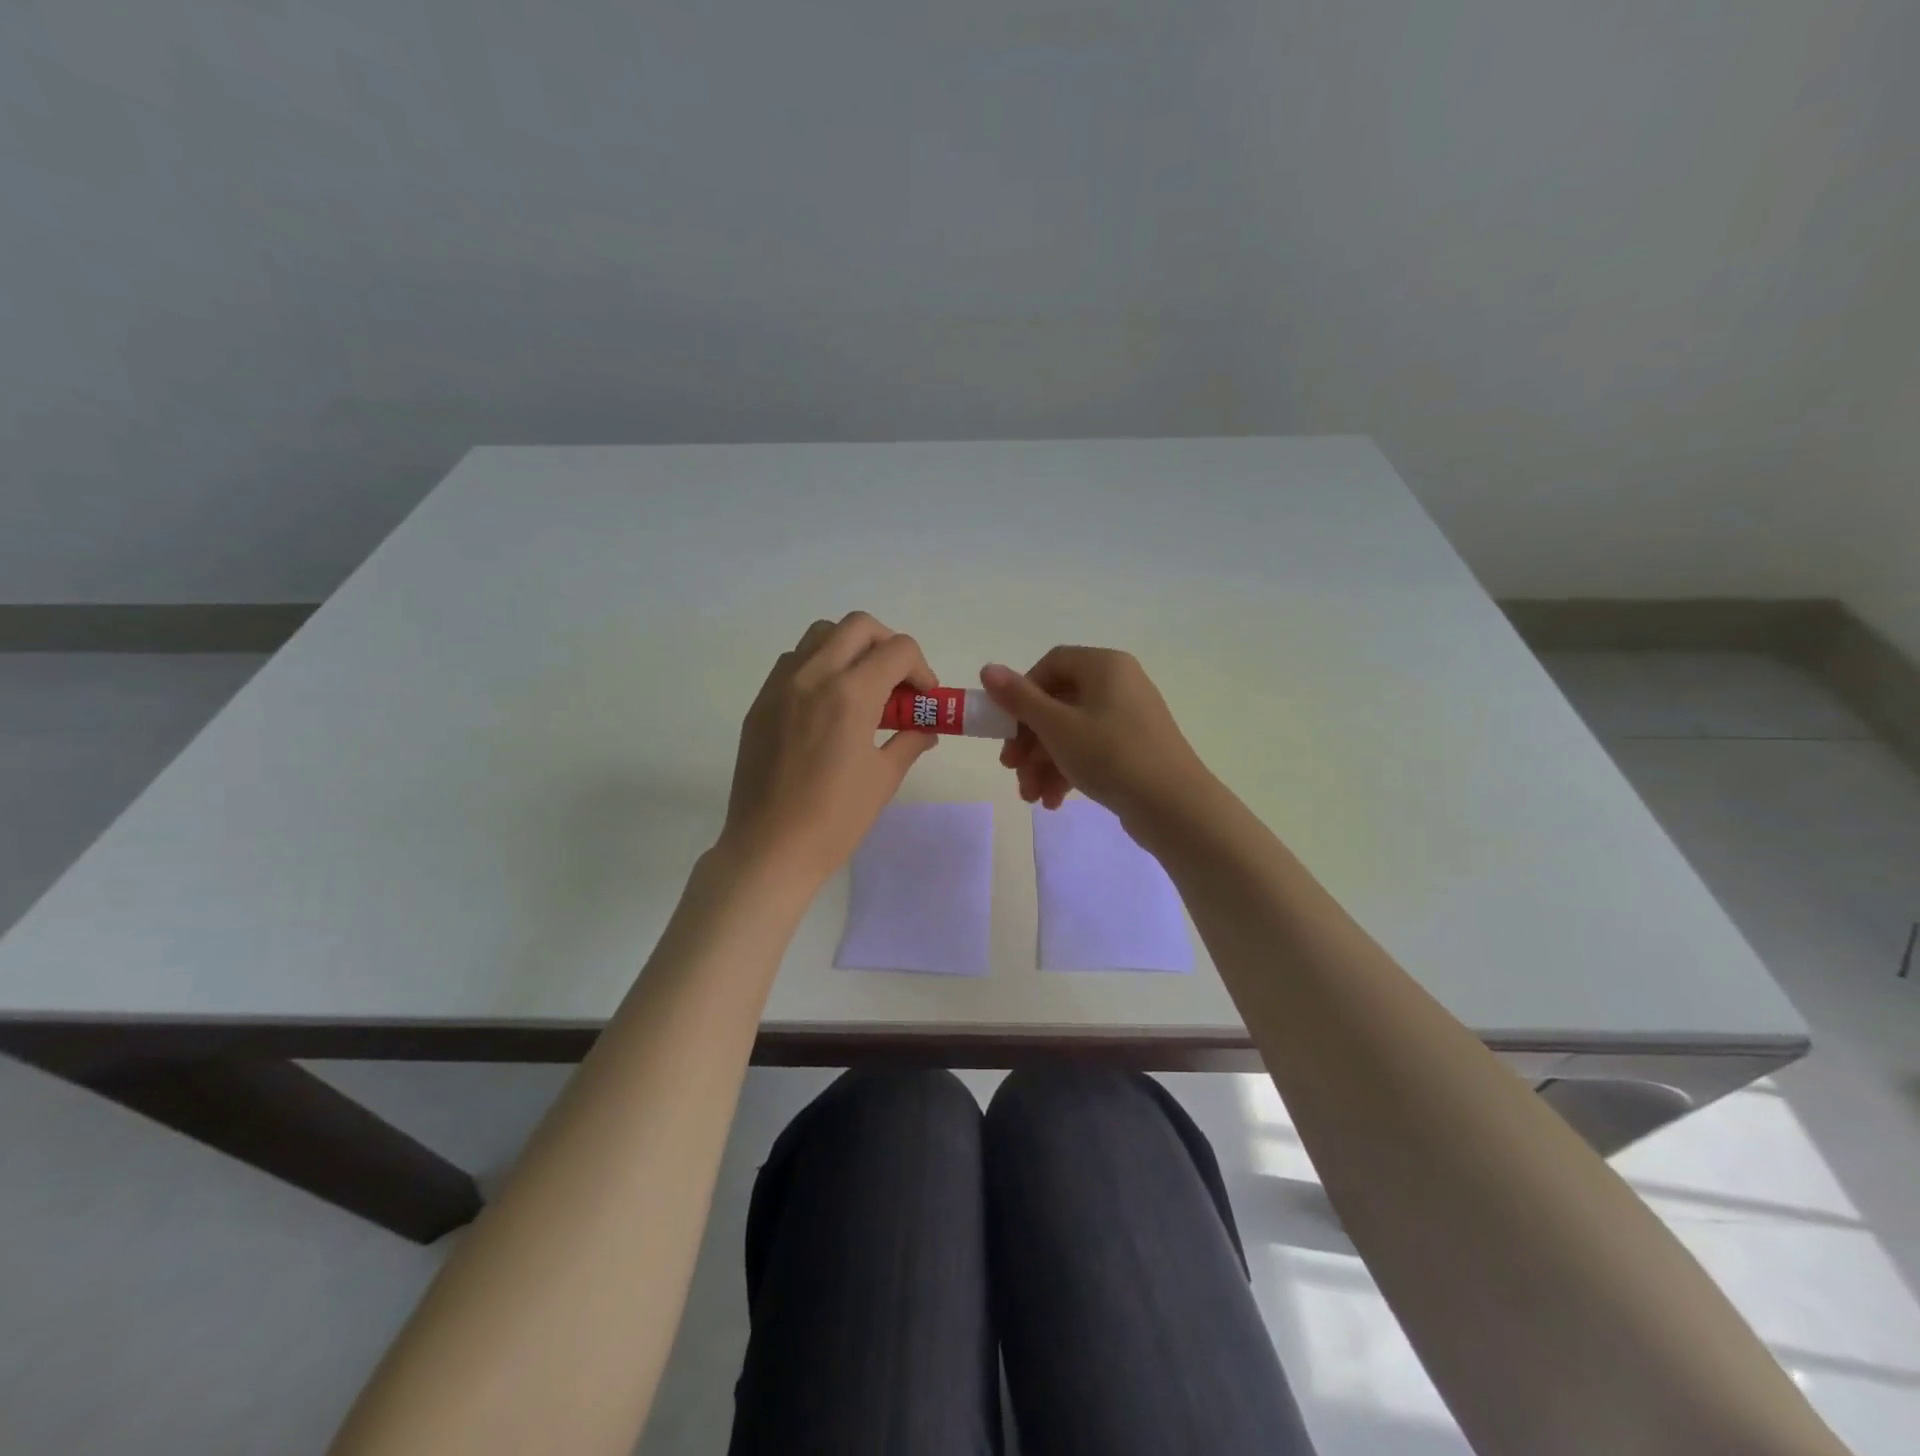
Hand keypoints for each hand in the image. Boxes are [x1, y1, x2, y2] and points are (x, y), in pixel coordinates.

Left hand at [721, 612, 938, 886]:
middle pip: (859, 626)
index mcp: (850, 694)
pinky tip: (827, 705)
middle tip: (897, 682)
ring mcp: (780, 685)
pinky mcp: (760, 702)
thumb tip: (926, 728)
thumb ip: (909, 740)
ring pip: (821, 635)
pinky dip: (819, 666)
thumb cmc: (835, 818)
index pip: (897, 650)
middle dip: (888, 645)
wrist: (769, 848)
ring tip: (862, 688)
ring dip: (850, 648)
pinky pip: (794, 662)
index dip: (921, 669)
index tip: (925, 698)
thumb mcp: (883, 778)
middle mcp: (813, 675)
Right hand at [980, 648, 1214, 826]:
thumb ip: (1019, 698)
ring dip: (1044, 763)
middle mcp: (1119, 683)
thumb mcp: (1056, 726)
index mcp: (1104, 666)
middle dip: (1029, 741)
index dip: (1022, 694)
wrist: (1174, 806)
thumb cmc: (1111, 755)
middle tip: (1012, 770)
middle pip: (1058, 703)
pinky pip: (1092, 750)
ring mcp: (1129, 717)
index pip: (1050, 665)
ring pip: (1071, 732)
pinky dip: (1068, 771)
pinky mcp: (1135, 748)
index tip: (1007, 728)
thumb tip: (987, 668)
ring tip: (1032, 797)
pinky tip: (1054, 801)